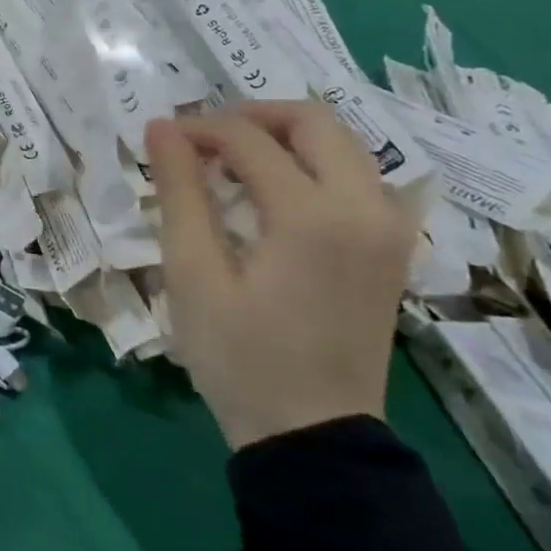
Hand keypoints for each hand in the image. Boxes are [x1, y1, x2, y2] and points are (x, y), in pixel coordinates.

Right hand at [145, 101, 417, 450]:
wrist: (312, 434)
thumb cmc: (239, 355)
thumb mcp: (193, 272)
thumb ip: (181, 191)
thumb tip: (161, 128)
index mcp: (314, 216)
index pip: (249, 139)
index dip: (197, 129)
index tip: (159, 139)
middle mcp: (366, 208)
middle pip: (313, 120)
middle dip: (249, 116)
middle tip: (201, 139)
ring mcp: (389, 228)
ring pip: (341, 143)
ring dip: (282, 137)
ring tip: (229, 161)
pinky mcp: (391, 247)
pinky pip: (355, 175)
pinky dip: (310, 164)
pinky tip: (271, 192)